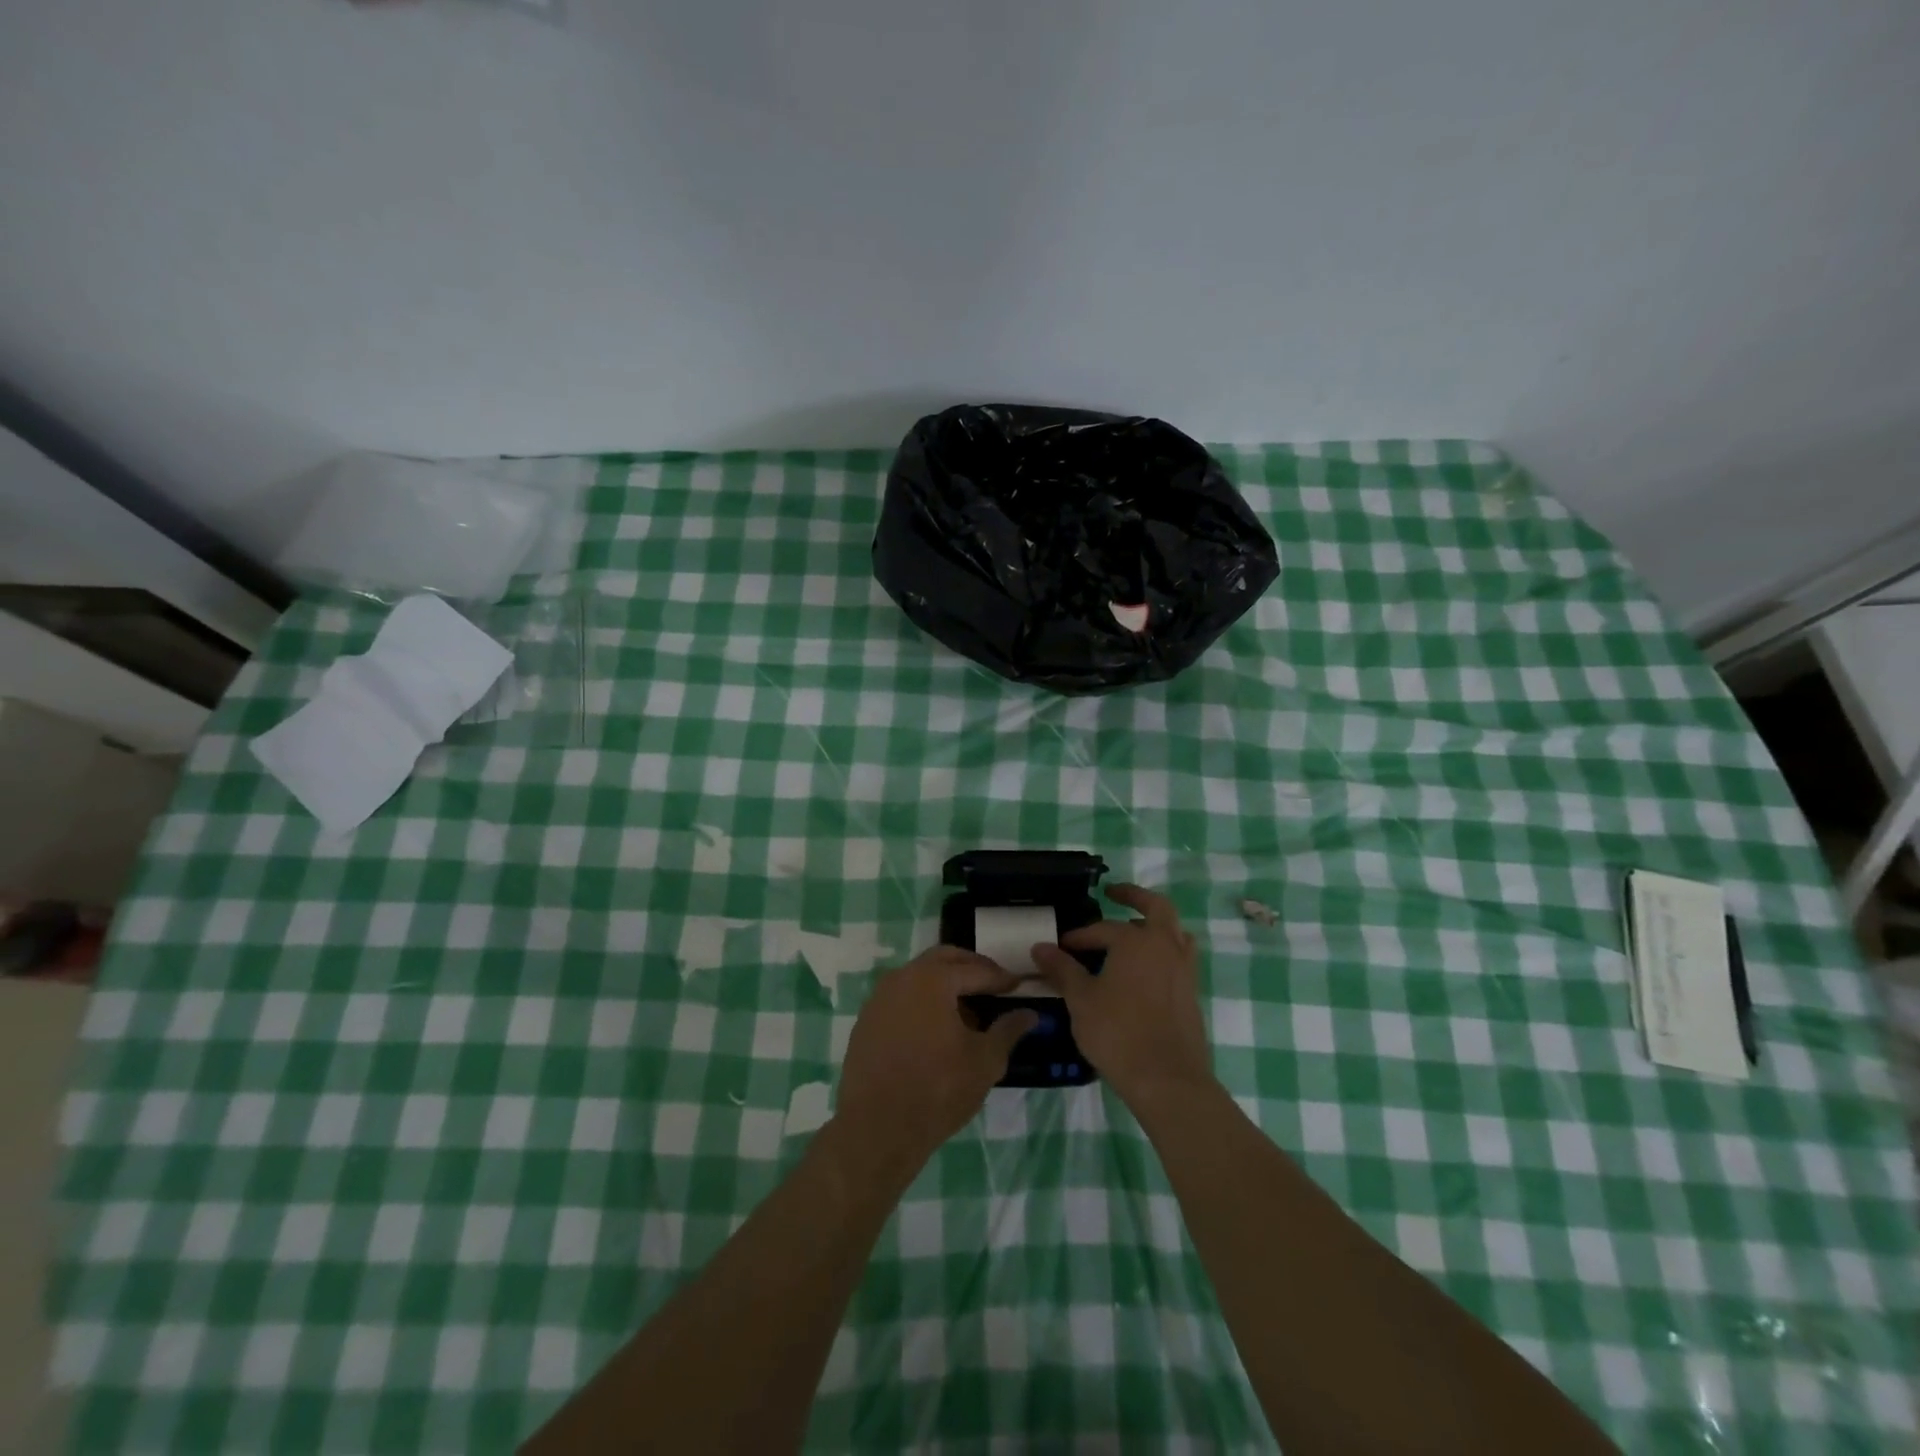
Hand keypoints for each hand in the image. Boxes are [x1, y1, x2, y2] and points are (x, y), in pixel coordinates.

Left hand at [833, 946, 1037, 1175]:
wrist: (877, 1129)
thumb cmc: (938, 1090)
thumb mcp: (985, 1061)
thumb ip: (1008, 1030)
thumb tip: (1029, 1014)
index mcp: (933, 979)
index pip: (976, 970)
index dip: (1001, 978)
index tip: (1019, 985)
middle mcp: (903, 977)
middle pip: (944, 959)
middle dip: (971, 968)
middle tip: (994, 985)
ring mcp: (880, 998)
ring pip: (920, 976)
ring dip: (946, 984)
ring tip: (968, 1012)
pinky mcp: (867, 1020)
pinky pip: (902, 998)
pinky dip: (923, 1002)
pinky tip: (937, 1030)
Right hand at [1032, 883, 1213, 1111]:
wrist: (1168, 1080)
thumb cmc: (1118, 1033)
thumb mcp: (1081, 999)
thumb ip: (1062, 969)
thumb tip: (1040, 947)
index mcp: (1137, 941)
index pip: (1102, 929)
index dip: (1079, 936)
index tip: (1060, 947)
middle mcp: (1165, 946)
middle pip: (1157, 908)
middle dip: (1134, 896)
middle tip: (1115, 893)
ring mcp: (1184, 969)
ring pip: (1174, 932)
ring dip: (1155, 924)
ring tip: (1134, 931)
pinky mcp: (1192, 993)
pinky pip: (1179, 957)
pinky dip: (1163, 951)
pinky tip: (1145, 970)